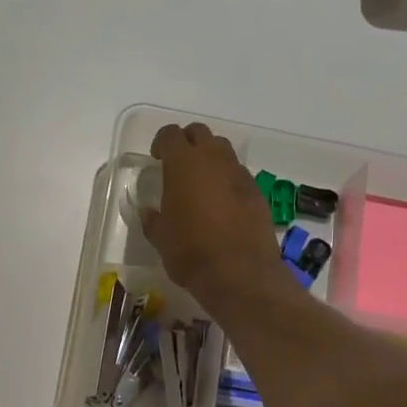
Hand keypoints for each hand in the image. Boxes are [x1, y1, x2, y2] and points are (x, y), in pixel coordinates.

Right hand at [141, 123, 283, 303]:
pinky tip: (222, 205)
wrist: (239, 272)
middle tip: (178, 166)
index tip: (157, 159)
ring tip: (201, 184)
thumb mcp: (160, 238)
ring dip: (210, 159)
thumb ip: (153, 219)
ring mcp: (239, 174)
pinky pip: (238, 174)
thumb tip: (149, 212)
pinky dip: (227, 180)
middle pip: (200, 133)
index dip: (161, 143)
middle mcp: (213, 159)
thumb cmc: (190, 252)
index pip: (170, 135)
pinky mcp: (257, 192)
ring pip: (223, 150)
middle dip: (187, 143)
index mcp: (183, 164)